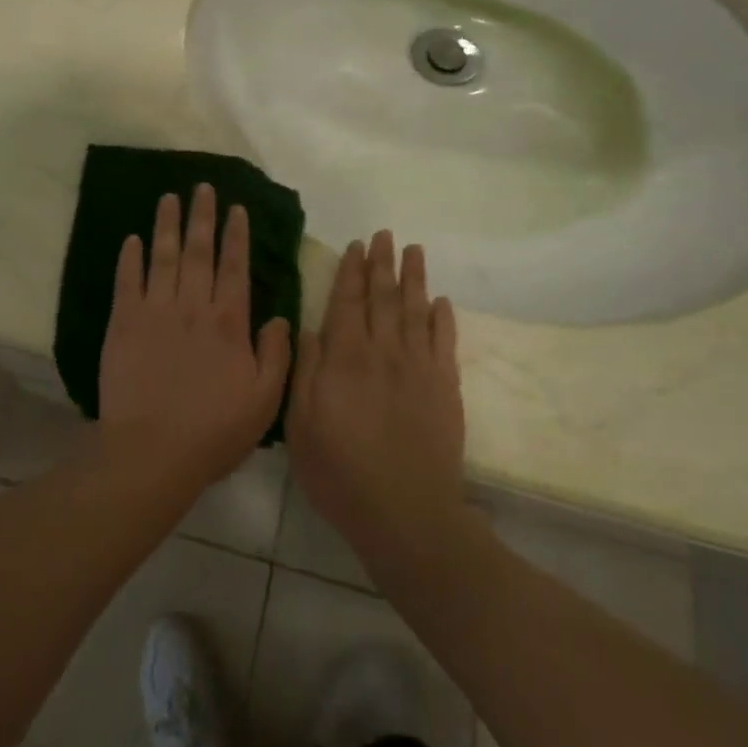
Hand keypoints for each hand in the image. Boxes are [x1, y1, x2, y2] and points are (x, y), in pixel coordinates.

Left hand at [97, 185, 292, 490]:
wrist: (153, 450)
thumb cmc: (214, 430)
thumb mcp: (264, 399)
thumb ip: (276, 354)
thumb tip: (279, 318)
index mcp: (228, 322)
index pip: (235, 267)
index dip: (236, 235)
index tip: (235, 208)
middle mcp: (192, 306)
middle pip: (198, 251)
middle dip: (201, 216)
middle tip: (202, 187)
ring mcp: (155, 311)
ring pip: (163, 257)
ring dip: (166, 225)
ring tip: (169, 197)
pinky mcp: (123, 323)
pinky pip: (127, 281)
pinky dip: (130, 258)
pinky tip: (133, 239)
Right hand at [286, 231, 466, 557]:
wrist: (405, 511)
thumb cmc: (339, 471)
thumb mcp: (301, 423)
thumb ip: (305, 370)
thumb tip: (310, 327)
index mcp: (345, 358)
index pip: (348, 302)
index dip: (351, 272)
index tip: (355, 246)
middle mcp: (384, 352)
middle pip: (384, 298)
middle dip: (382, 264)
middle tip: (384, 235)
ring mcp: (419, 368)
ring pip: (416, 311)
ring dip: (414, 278)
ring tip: (414, 251)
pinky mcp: (446, 388)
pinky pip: (446, 343)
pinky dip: (444, 319)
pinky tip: (442, 302)